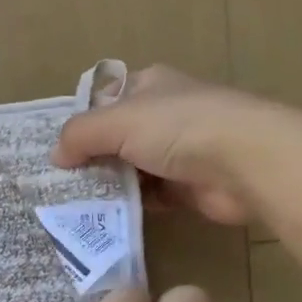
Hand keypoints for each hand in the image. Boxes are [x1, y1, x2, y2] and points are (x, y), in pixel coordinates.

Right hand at [52, 65, 257, 224]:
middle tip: (60, 183)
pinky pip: (150, 196)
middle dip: (91, 159)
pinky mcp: (188, 186)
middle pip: (116, 137)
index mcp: (150, 85)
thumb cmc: (178, 127)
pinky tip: (107, 216)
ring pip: (131, 169)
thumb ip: (80, 135)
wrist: (246, 162)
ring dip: (109, 185)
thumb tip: (56, 156)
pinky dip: (132, 205)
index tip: (58, 149)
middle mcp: (164, 114)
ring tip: (75, 205)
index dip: (83, 121)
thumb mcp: (117, 121)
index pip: (106, 98)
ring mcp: (178, 151)